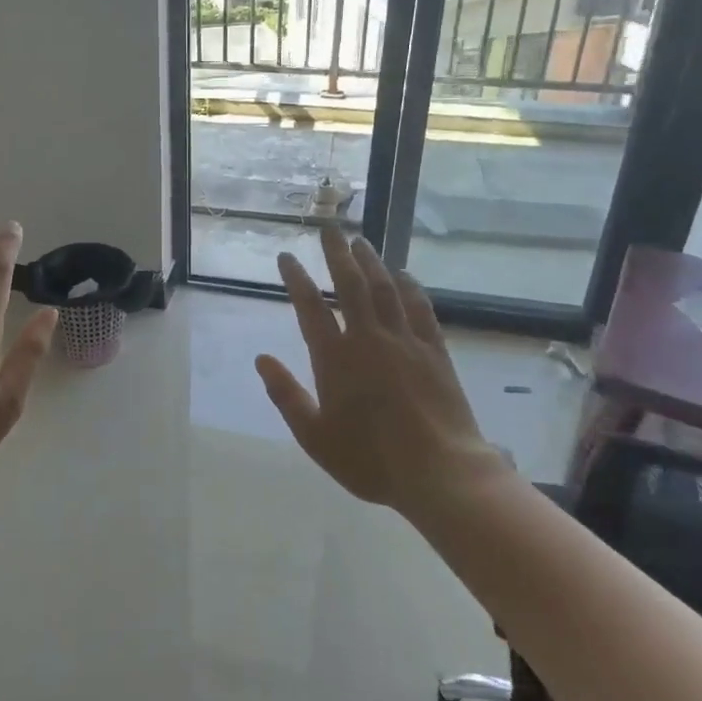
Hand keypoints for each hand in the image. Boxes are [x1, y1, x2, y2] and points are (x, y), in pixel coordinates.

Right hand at [255, 227, 502, 513]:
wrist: (440, 473)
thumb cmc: (370, 460)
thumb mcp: (315, 437)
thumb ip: (286, 395)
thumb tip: (261, 359)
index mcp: (335, 359)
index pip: (310, 307)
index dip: (296, 278)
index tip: (287, 256)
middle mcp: (368, 339)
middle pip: (351, 284)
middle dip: (336, 253)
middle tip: (329, 227)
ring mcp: (405, 342)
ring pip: (385, 289)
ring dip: (371, 261)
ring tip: (360, 241)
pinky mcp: (434, 351)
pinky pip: (419, 309)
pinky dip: (409, 287)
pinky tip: (403, 274)